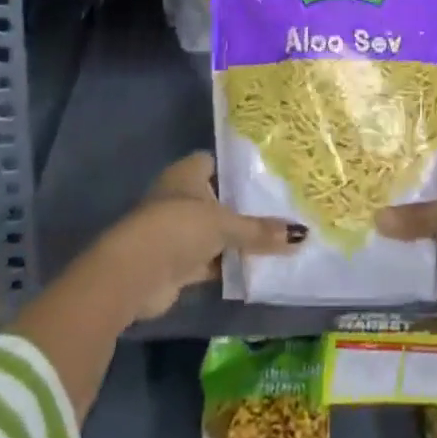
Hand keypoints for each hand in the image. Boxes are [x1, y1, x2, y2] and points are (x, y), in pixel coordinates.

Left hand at [99, 152, 305, 321]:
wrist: (134, 274)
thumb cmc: (179, 228)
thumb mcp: (225, 225)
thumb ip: (260, 231)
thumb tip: (303, 234)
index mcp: (188, 172)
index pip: (218, 163)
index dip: (240, 170)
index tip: (270, 177)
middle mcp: (181, 197)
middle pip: (219, 199)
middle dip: (244, 208)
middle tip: (281, 210)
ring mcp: (177, 231)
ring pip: (215, 232)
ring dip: (236, 241)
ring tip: (276, 240)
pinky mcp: (176, 263)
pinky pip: (210, 260)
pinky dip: (227, 265)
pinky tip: (255, 269)